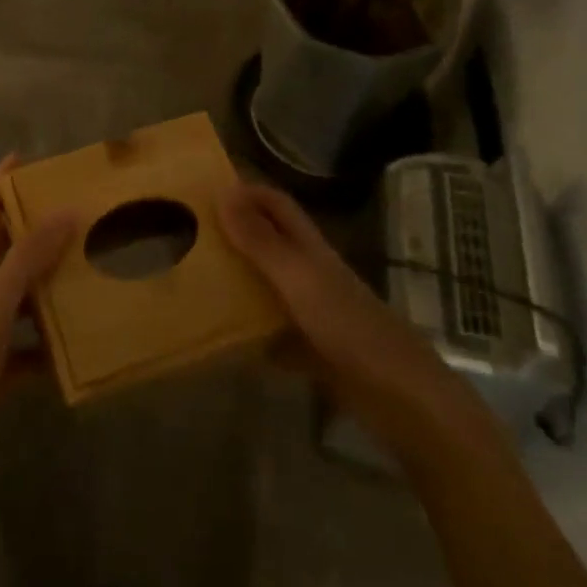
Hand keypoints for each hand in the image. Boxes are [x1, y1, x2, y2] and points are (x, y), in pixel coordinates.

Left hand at [0, 156, 74, 503]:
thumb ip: (28, 258)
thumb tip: (67, 210)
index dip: (1, 182)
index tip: (24, 156)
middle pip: (11, 251)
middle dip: (39, 229)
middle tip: (80, 211)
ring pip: (27, 297)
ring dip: (54, 283)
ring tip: (94, 270)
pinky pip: (35, 348)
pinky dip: (56, 345)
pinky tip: (85, 345)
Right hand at [218, 181, 485, 445]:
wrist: (399, 397)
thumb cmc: (349, 327)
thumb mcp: (298, 278)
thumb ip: (261, 240)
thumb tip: (223, 191)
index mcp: (309, 247)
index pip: (276, 204)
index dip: (246, 191)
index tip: (204, 189)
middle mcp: (309, 272)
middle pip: (268, 241)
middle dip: (233, 233)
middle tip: (187, 231)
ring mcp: (311, 312)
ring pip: (266, 284)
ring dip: (236, 279)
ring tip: (192, 276)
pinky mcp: (310, 349)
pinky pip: (270, 331)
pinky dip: (246, 330)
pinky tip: (218, 334)